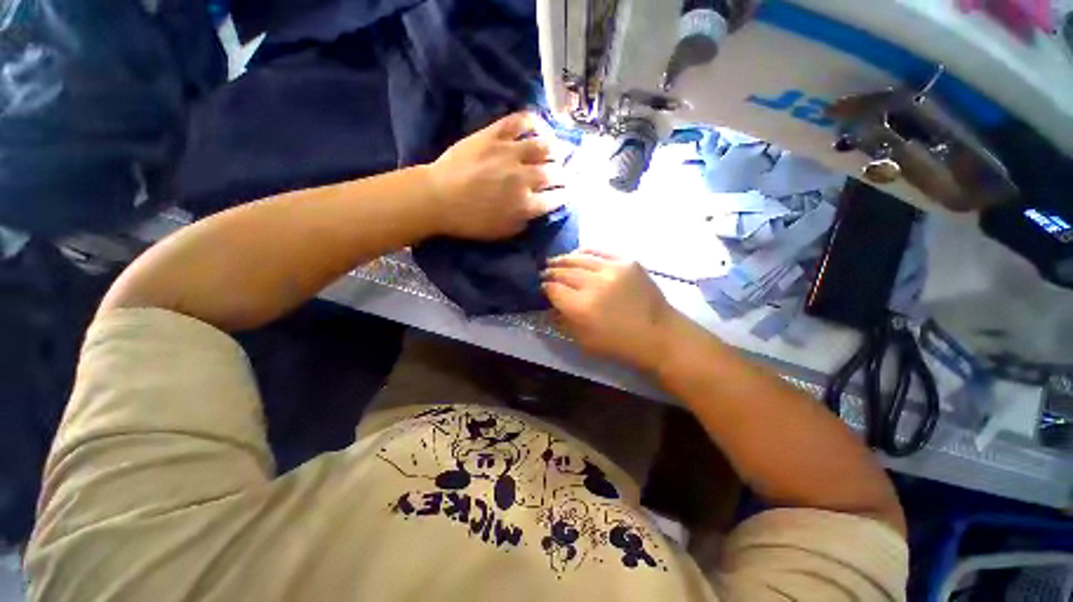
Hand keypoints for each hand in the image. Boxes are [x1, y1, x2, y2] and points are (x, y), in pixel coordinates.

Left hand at [427, 112, 561, 240]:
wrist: (437, 198)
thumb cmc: (469, 221)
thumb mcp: (502, 233)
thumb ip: (525, 222)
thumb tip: (537, 210)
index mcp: (526, 205)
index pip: (557, 198)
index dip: (566, 195)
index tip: (568, 193)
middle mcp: (524, 178)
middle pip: (555, 172)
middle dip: (566, 174)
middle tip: (567, 173)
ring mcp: (510, 153)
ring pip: (544, 146)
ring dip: (557, 149)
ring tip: (560, 150)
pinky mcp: (494, 135)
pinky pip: (520, 121)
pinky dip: (534, 121)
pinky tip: (541, 126)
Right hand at [542, 250, 684, 372]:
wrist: (658, 334)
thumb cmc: (618, 344)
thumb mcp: (583, 340)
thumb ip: (562, 321)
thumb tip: (548, 306)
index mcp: (581, 308)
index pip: (553, 289)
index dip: (544, 287)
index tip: (541, 287)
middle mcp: (594, 284)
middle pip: (563, 272)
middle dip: (551, 272)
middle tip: (544, 272)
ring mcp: (612, 269)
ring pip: (579, 258)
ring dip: (563, 259)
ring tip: (555, 261)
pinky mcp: (627, 261)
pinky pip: (599, 251)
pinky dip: (585, 252)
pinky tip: (577, 254)